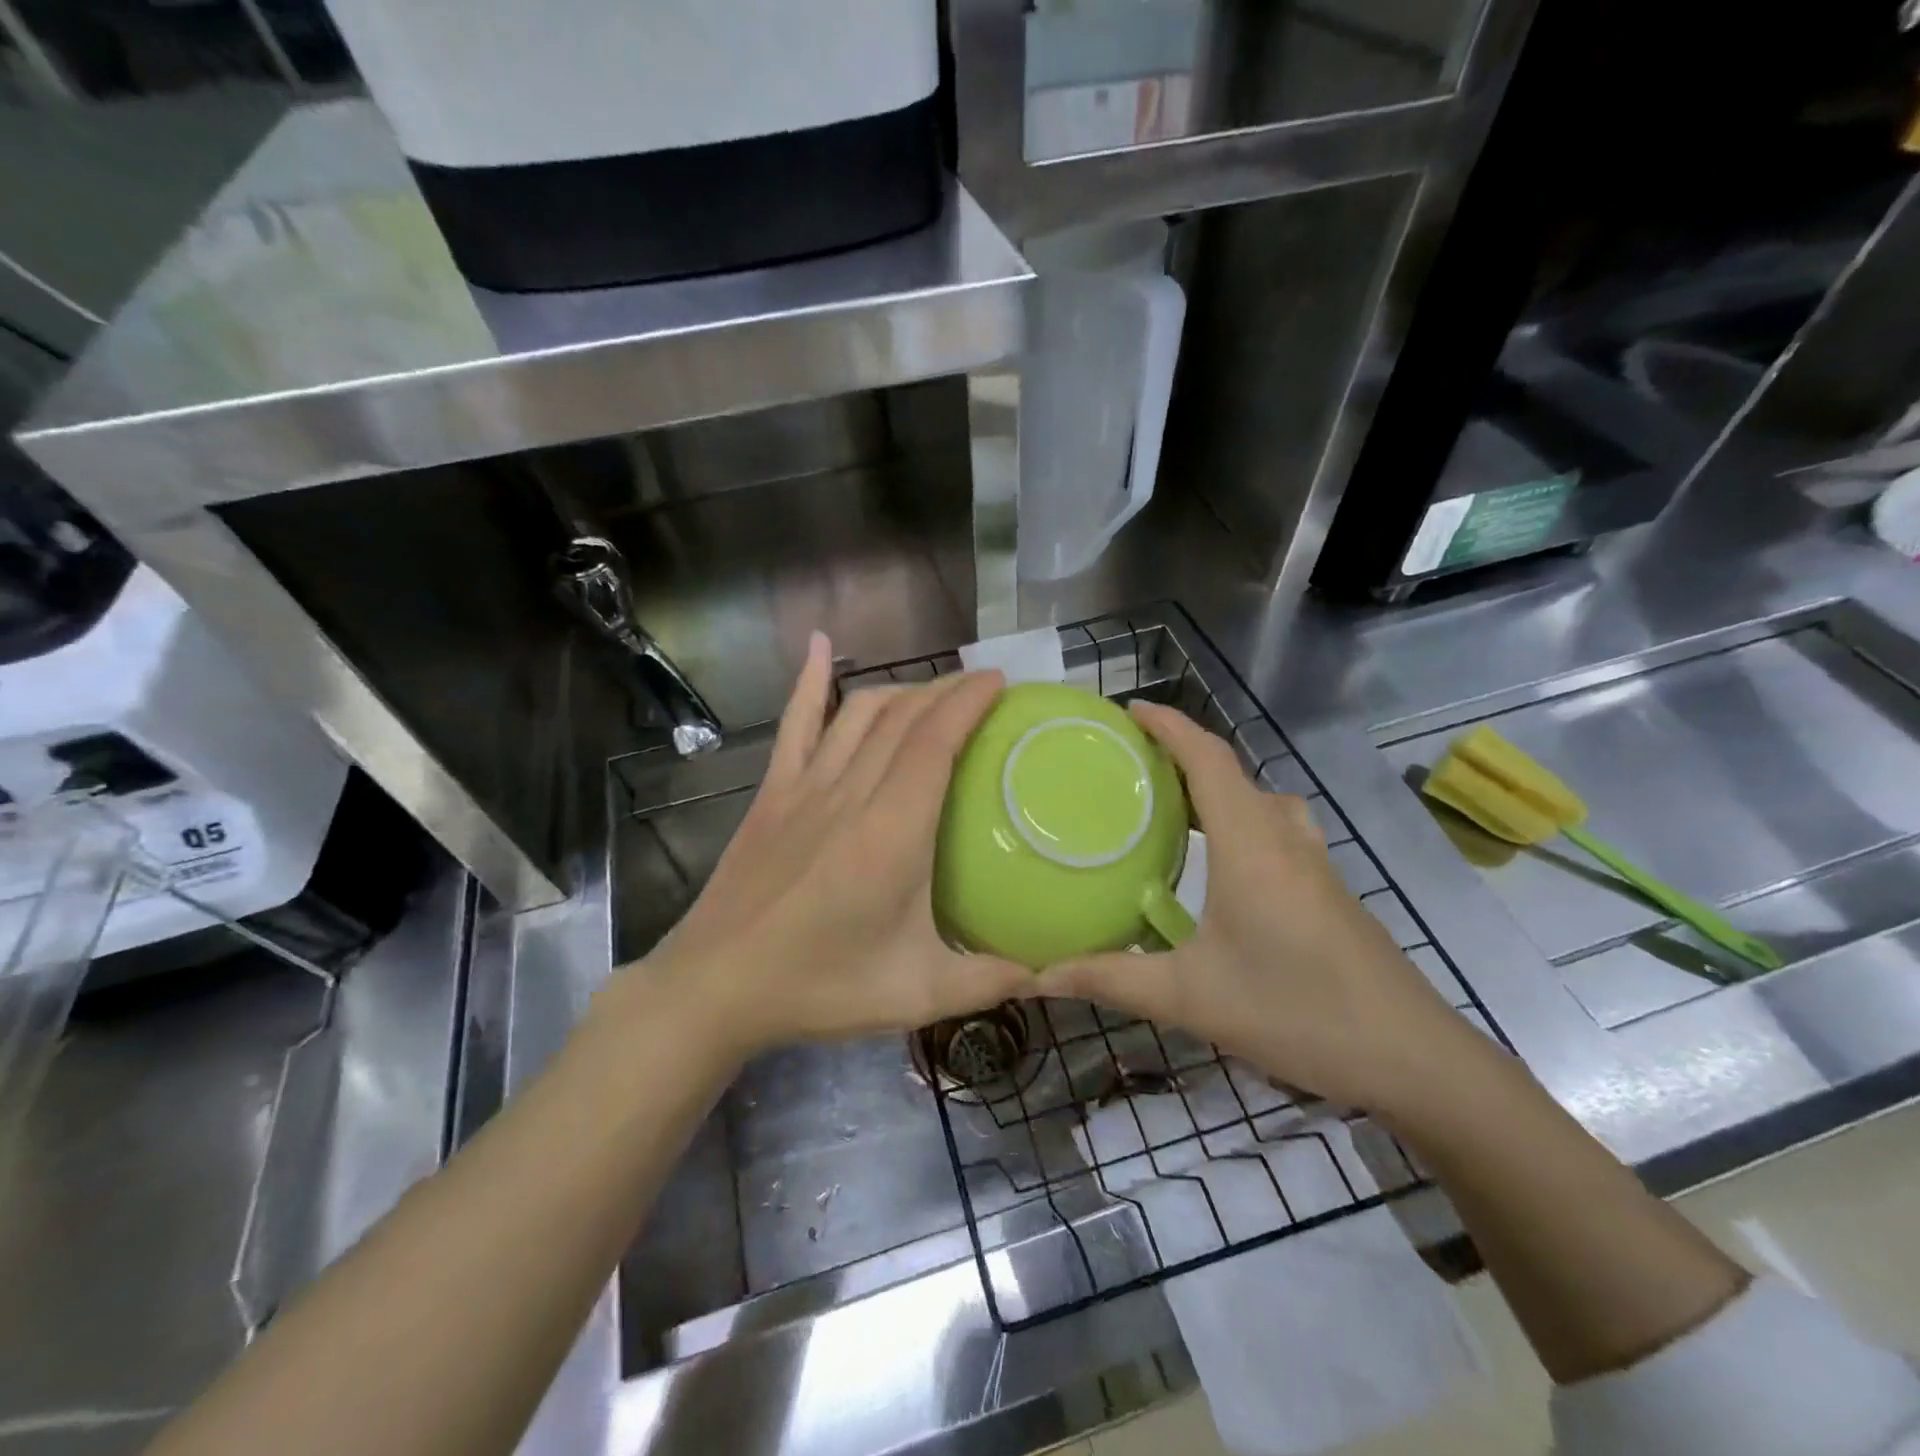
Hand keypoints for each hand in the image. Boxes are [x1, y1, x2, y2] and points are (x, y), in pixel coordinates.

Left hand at [617, 633, 1029, 1060]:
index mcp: (890, 832)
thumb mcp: (914, 994)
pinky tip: (818, 644)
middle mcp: (849, 793)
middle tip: (982, 685)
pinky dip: (808, 681)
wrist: (714, 987)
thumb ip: (986, 982)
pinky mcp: (771, 793)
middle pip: (903, 717)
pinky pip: (794, 723)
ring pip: (858, 713)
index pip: (935, 742)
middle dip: (947, 689)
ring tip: (933, 690)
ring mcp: (803, 787)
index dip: (968, 702)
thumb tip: (1046, 972)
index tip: (999, 681)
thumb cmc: (818, 987)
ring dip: (901, 689)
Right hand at [1033, 702, 1478, 1114]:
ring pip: (1260, 801)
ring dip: (1217, 787)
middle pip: (1232, 773)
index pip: (1208, 760)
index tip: (1129, 710)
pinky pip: (1276, 830)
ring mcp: (1314, 865)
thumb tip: (1038, 976)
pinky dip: (1240, 819)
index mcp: (1249, 845)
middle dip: (1183, 754)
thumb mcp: (1191, 998)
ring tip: (1173, 805)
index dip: (1170, 726)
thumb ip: (1112, 980)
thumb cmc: (1298, 1012)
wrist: (1413, 1059)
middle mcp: (1283, 840)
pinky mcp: (1328, 891)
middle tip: (1132, 763)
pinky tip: (1221, 864)